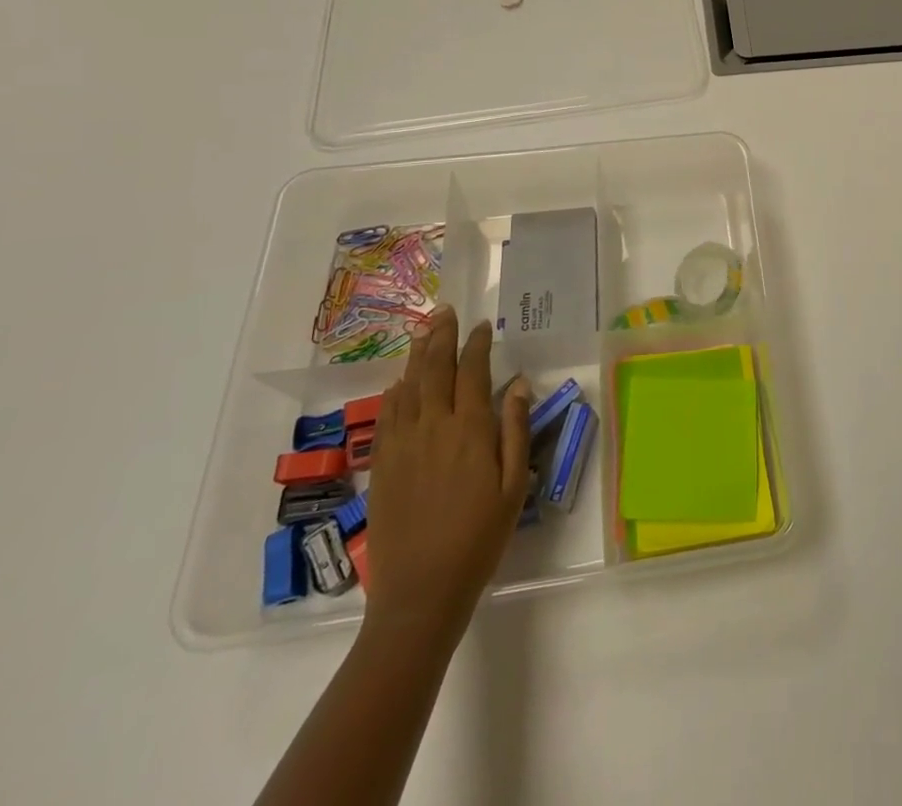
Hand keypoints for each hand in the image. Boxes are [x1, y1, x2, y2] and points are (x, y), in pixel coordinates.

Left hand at [362, 308, 531, 646]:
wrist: (421, 591)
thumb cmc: (479, 538)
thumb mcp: (513, 486)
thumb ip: (516, 431)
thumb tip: (519, 385)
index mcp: (470, 430)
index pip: (473, 371)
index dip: (477, 344)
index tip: (481, 326)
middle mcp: (433, 427)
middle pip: (435, 369)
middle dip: (441, 336)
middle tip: (444, 310)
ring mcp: (402, 445)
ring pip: (408, 386)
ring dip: (417, 355)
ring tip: (423, 331)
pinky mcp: (382, 465)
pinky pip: (387, 415)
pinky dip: (395, 391)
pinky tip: (400, 381)